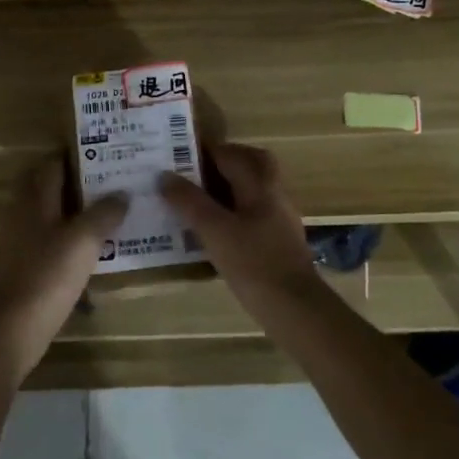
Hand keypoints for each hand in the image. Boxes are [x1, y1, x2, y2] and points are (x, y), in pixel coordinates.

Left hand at [0, 155, 128, 382]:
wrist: (17, 324)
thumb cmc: (50, 272)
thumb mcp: (86, 238)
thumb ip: (105, 212)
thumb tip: (122, 193)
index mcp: (34, 197)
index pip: (53, 164)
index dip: (77, 155)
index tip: (105, 152)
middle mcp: (23, 211)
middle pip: (48, 186)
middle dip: (76, 181)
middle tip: (110, 181)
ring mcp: (21, 238)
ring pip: (50, 212)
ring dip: (75, 209)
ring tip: (108, 210)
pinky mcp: (25, 262)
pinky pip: (50, 237)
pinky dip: (69, 234)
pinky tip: (93, 244)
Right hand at [159, 143, 321, 304]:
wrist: (294, 308)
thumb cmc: (254, 264)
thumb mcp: (215, 231)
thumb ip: (189, 202)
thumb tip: (164, 175)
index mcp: (260, 185)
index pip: (231, 154)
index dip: (204, 150)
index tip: (176, 153)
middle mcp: (273, 195)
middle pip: (250, 164)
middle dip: (222, 162)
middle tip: (192, 171)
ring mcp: (278, 219)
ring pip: (251, 189)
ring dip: (225, 187)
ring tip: (193, 199)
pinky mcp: (276, 241)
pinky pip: (251, 213)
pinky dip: (231, 211)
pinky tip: (212, 230)